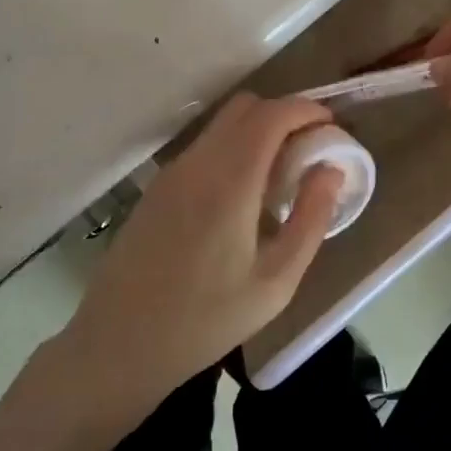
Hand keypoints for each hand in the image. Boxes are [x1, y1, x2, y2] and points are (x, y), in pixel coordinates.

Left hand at [57, 93, 343, 419]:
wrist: (118, 343)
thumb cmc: (206, 319)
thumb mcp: (275, 282)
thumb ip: (311, 219)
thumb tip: (332, 170)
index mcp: (230, 180)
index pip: (272, 114)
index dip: (307, 109)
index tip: (332, 128)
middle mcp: (198, 161)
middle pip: (246, 106)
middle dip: (285, 114)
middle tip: (310, 148)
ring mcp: (173, 170)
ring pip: (223, 123)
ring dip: (258, 130)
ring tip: (282, 174)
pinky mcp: (158, 185)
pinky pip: (205, 146)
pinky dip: (234, 147)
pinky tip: (243, 194)